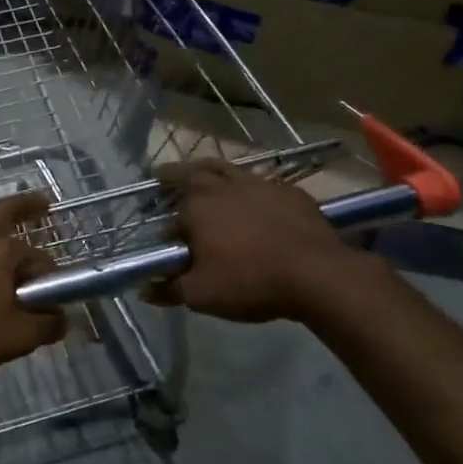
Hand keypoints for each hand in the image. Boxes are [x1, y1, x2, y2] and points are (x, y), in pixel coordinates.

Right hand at [150, 159, 362, 321]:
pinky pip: (260, 180)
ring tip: (202, 172)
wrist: (317, 273)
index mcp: (196, 208)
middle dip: (175, 174)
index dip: (165, 225)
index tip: (165, 237)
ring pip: (226, 168)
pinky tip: (253, 196)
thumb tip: (145, 289)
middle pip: (192, 172)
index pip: (170, 214)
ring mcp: (258, 184)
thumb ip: (169, 289)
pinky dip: (248, 185)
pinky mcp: (288, 190)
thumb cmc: (251, 281)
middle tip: (164, 175)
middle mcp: (222, 187)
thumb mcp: (202, 295)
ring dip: (209, 169)